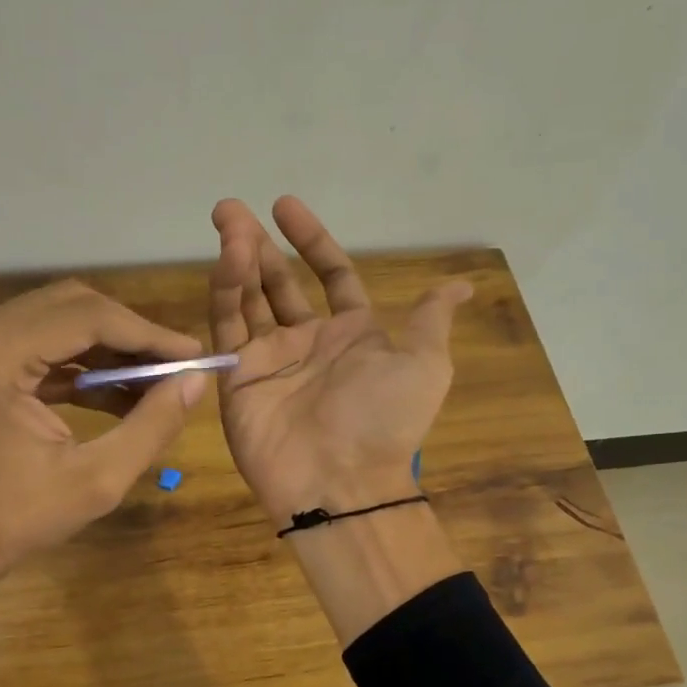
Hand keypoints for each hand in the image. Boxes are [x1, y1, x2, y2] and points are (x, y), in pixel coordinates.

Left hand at [0, 279, 206, 574]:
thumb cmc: (15, 520)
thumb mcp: (97, 480)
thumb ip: (152, 425)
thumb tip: (196, 381)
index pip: (86, 317)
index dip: (148, 334)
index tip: (194, 356)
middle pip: (71, 306)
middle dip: (130, 334)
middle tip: (175, 367)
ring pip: (57, 320)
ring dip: (108, 347)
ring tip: (154, 382)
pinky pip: (40, 346)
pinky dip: (81, 364)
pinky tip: (119, 393)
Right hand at [208, 197, 470, 526]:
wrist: (341, 480)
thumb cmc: (384, 419)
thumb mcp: (425, 364)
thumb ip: (428, 320)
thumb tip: (461, 285)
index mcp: (352, 335)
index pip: (330, 276)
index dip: (311, 240)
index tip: (286, 206)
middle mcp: (308, 343)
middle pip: (279, 283)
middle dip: (260, 245)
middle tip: (233, 209)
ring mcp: (269, 359)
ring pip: (249, 299)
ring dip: (237, 259)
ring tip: (225, 219)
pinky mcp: (237, 377)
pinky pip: (228, 327)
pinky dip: (226, 290)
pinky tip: (227, 258)